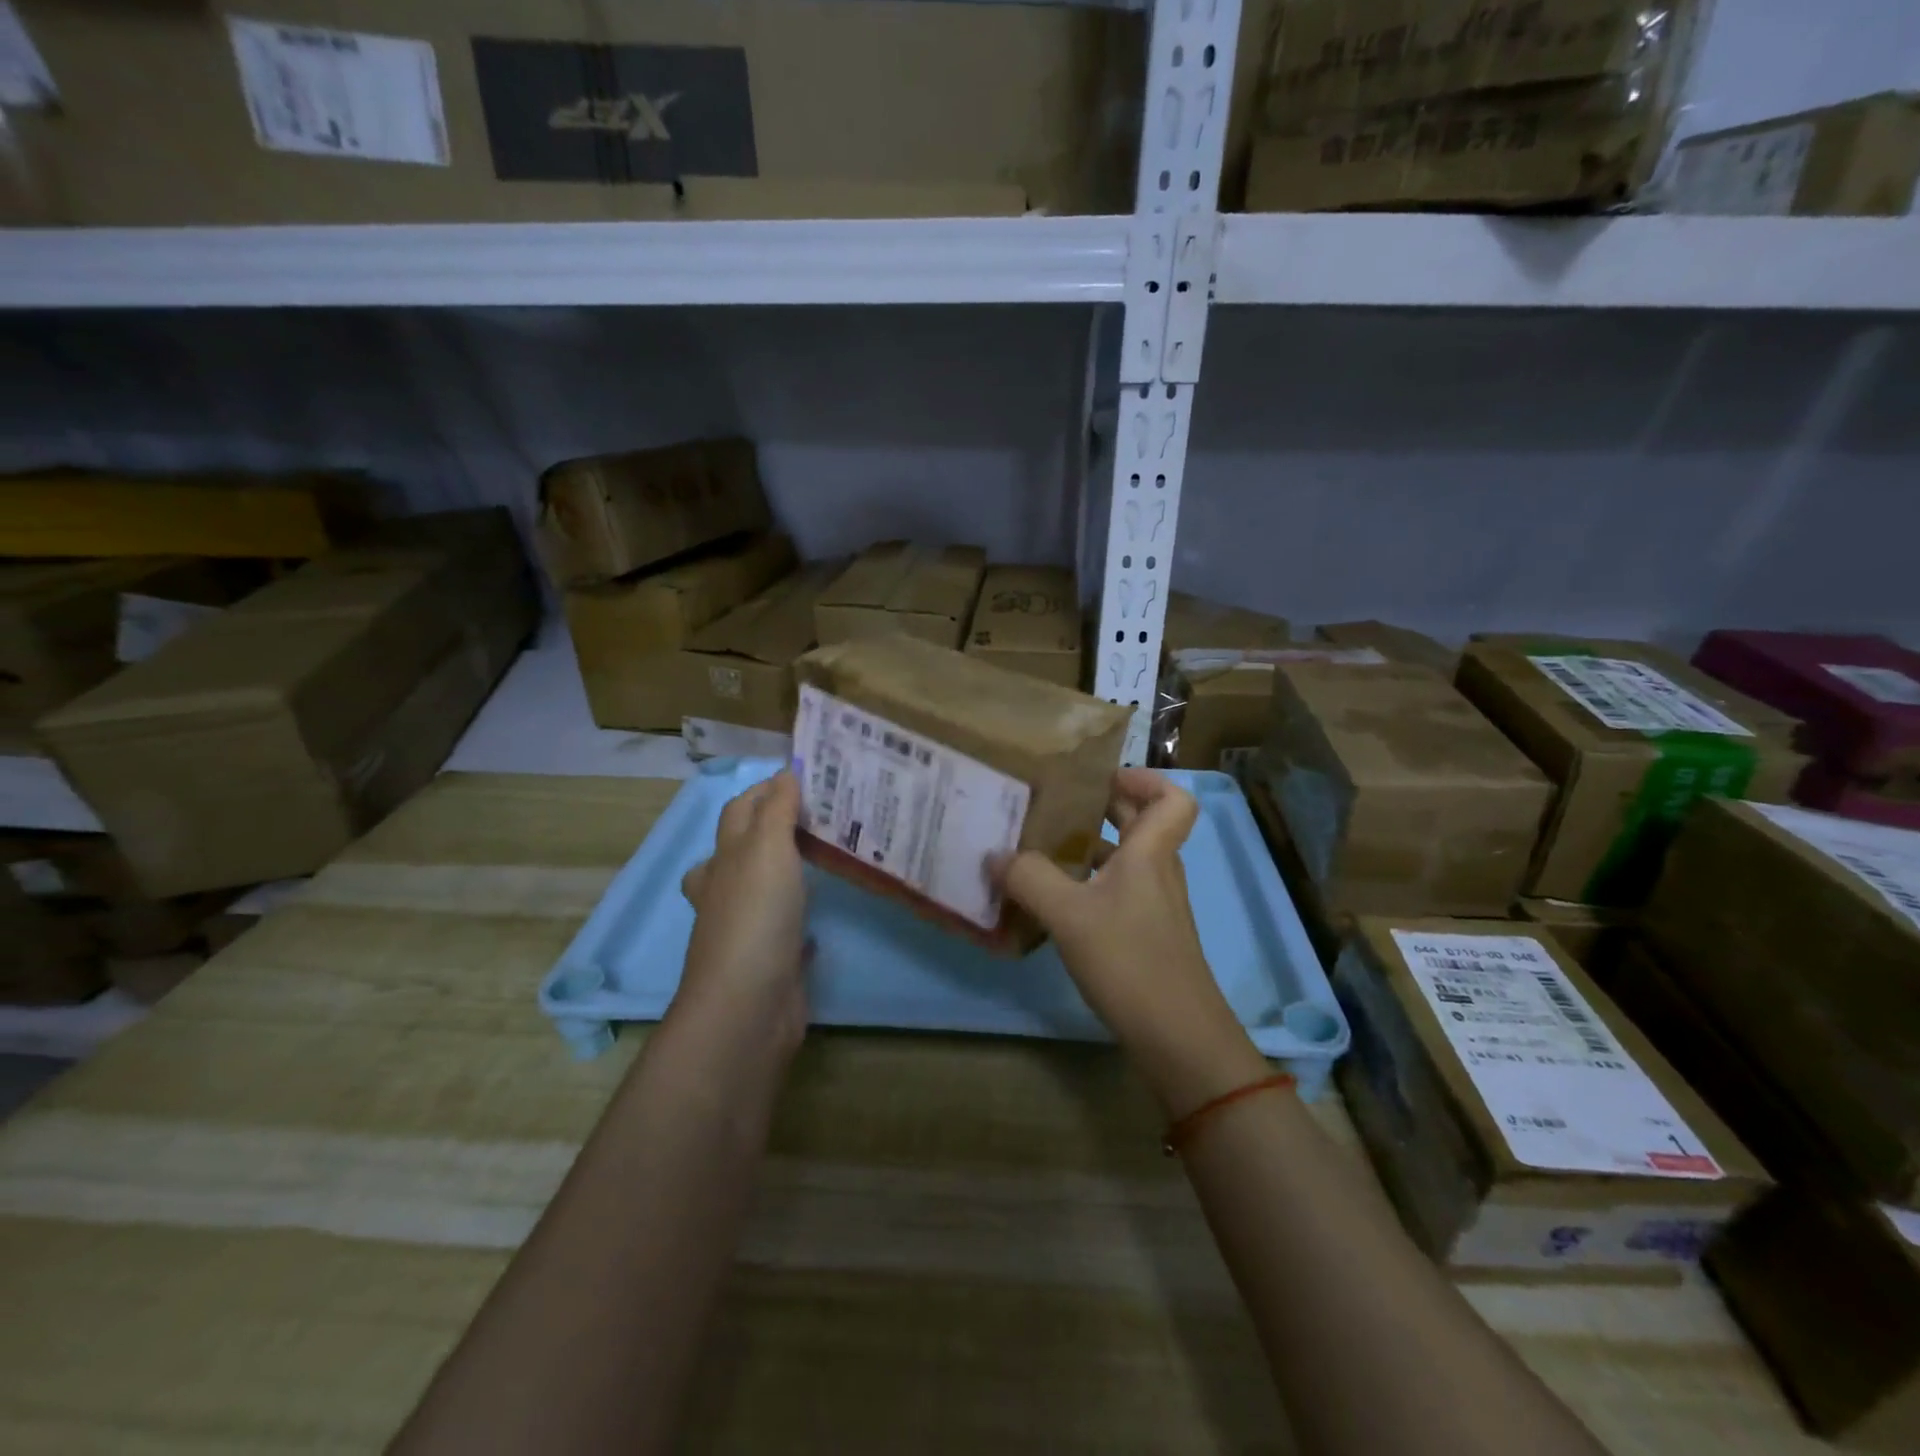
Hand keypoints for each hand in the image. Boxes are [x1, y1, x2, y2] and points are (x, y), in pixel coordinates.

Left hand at [674, 771, 809, 1058]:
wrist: (749, 1004)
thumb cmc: (756, 915)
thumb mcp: (767, 849)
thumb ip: (777, 811)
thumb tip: (786, 772)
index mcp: (724, 860)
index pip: (739, 811)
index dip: (765, 790)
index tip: (804, 777)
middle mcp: (728, 890)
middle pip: (742, 849)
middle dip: (770, 830)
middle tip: (818, 816)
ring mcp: (747, 928)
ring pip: (760, 890)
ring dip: (782, 873)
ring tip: (820, 859)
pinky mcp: (770, 961)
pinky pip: (784, 932)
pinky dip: (798, 921)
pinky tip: (821, 920)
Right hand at [994, 768, 1267, 1116]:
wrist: (1177, 1037)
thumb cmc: (1130, 961)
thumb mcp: (1069, 915)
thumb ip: (1029, 878)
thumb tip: (996, 855)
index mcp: (1150, 852)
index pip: (1172, 798)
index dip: (1144, 779)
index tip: (1098, 780)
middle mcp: (1157, 871)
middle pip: (1140, 823)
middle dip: (1100, 808)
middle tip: (1052, 806)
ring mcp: (1153, 906)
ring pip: (1124, 859)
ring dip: (1089, 849)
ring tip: (1040, 850)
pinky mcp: (1144, 935)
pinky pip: (1115, 892)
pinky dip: (1087, 886)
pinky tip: (1051, 902)